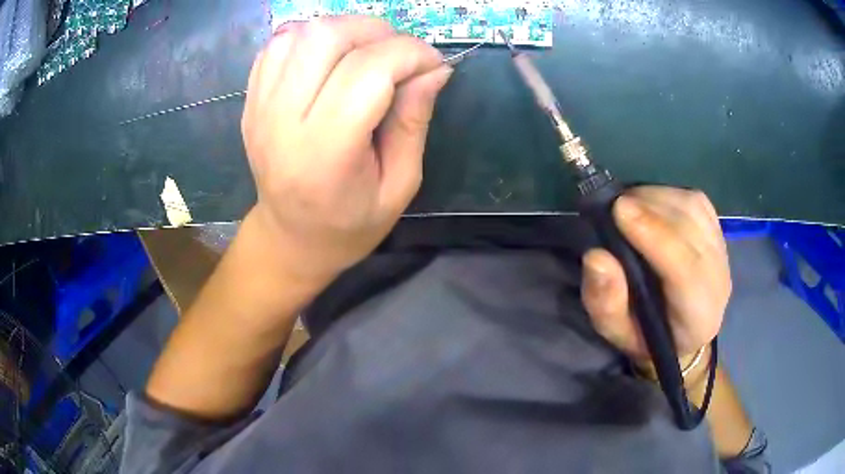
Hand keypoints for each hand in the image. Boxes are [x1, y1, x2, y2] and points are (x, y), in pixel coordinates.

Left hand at [241, 16, 451, 282]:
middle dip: (377, 32)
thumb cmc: (350, 224)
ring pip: (301, 33)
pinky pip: (278, 44)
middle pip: (327, 38)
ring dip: (344, 30)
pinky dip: (311, 38)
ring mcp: (259, 108)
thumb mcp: (400, 185)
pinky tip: (330, 58)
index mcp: (326, 154)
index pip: (368, 71)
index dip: (411, 54)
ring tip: (366, 53)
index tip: (434, 65)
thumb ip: (415, 121)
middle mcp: (283, 122)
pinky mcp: (251, 101)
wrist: (290, 238)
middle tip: (399, 55)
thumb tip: (435, 69)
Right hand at [581, 187, 730, 362]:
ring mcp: (722, 252)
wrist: (682, 335)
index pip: (684, 268)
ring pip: (694, 208)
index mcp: (697, 315)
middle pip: (690, 228)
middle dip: (650, 208)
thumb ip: (606, 301)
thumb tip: (596, 256)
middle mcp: (718, 279)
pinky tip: (650, 203)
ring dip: (657, 197)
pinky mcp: (718, 232)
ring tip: (629, 203)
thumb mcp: (615, 331)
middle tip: (614, 205)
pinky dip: (670, 194)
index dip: (654, 234)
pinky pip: (697, 201)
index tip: (618, 210)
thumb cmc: (646, 337)